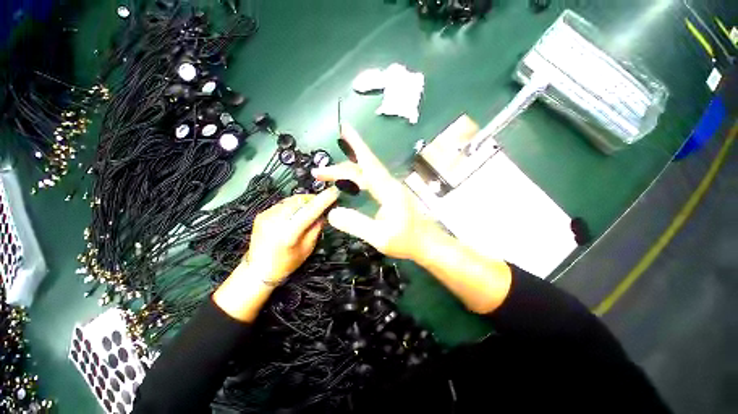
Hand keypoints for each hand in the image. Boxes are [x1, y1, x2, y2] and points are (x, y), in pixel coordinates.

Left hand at [213, 187, 338, 321]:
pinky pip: (283, 204)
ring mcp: (266, 215)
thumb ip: (316, 228)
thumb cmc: (285, 264)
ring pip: (291, 200)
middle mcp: (275, 220)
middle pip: (300, 201)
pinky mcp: (262, 214)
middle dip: (314, 199)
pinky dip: (293, 205)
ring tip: (312, 207)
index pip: (309, 211)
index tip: (334, 191)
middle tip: (324, 202)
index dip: (323, 200)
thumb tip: (325, 213)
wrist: (257, 270)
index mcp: (288, 233)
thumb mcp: (307, 249)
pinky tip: (297, 212)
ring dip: (304, 201)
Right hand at [312, 123, 441, 260]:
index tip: (344, 128)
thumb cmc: (407, 241)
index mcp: (388, 189)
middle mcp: (389, 184)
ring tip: (329, 176)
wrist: (428, 244)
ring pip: (366, 175)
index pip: (368, 163)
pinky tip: (350, 185)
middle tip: (318, 173)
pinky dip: (356, 181)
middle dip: (339, 168)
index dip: (356, 145)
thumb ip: (356, 224)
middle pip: (362, 169)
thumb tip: (332, 212)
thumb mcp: (379, 237)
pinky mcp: (391, 196)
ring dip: (347, 173)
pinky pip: (370, 183)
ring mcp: (391, 190)